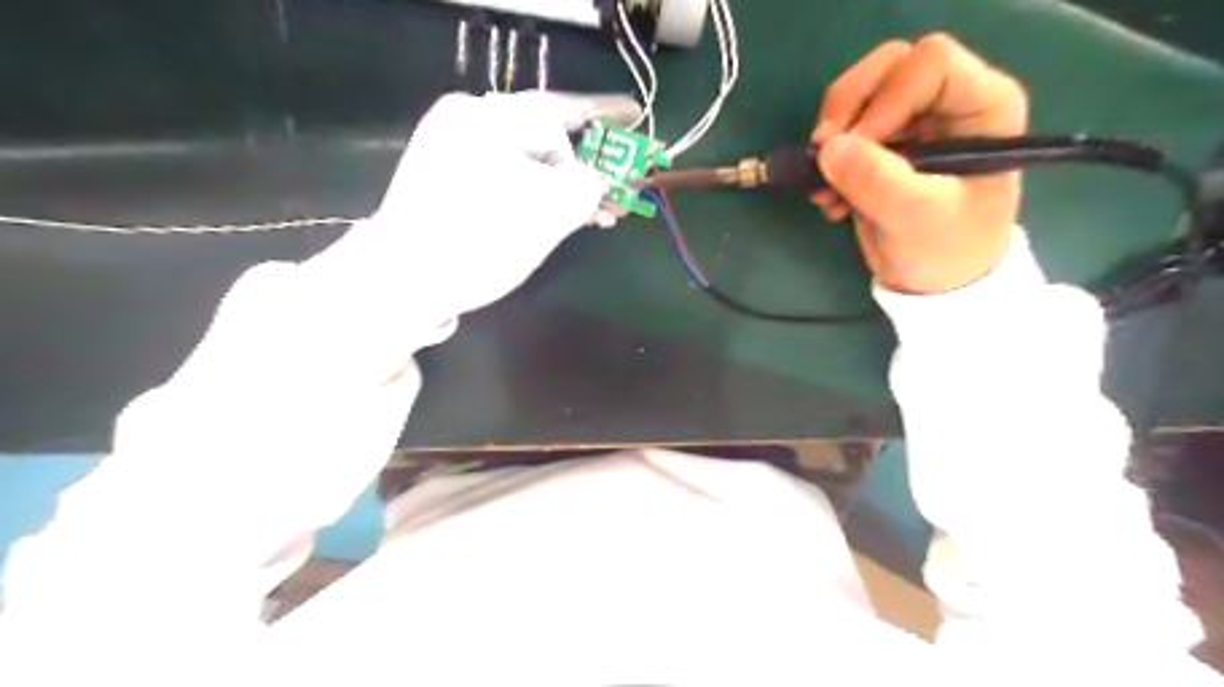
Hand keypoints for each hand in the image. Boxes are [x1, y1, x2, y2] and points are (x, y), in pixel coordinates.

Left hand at [321, 92, 612, 323]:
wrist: (402, 282)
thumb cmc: (478, 243)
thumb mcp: (547, 215)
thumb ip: (587, 187)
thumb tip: (598, 179)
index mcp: (487, 118)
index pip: (560, 115)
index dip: (603, 120)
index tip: (633, 118)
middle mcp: (466, 121)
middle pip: (542, 135)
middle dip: (582, 166)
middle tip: (611, 194)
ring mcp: (451, 148)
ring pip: (525, 159)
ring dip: (561, 186)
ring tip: (591, 215)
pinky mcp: (445, 177)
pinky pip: (504, 175)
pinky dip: (533, 193)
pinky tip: (555, 215)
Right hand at [811, 35, 1030, 293]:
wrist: (935, 283)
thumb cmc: (947, 249)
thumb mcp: (917, 219)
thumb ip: (879, 182)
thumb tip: (827, 149)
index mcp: (981, 105)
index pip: (928, 64)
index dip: (886, 100)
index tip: (860, 148)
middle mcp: (945, 103)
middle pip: (885, 69)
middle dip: (846, 112)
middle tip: (823, 155)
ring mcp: (909, 123)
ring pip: (856, 97)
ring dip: (829, 141)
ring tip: (825, 190)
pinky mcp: (879, 147)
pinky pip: (841, 132)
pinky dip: (825, 162)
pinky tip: (829, 199)